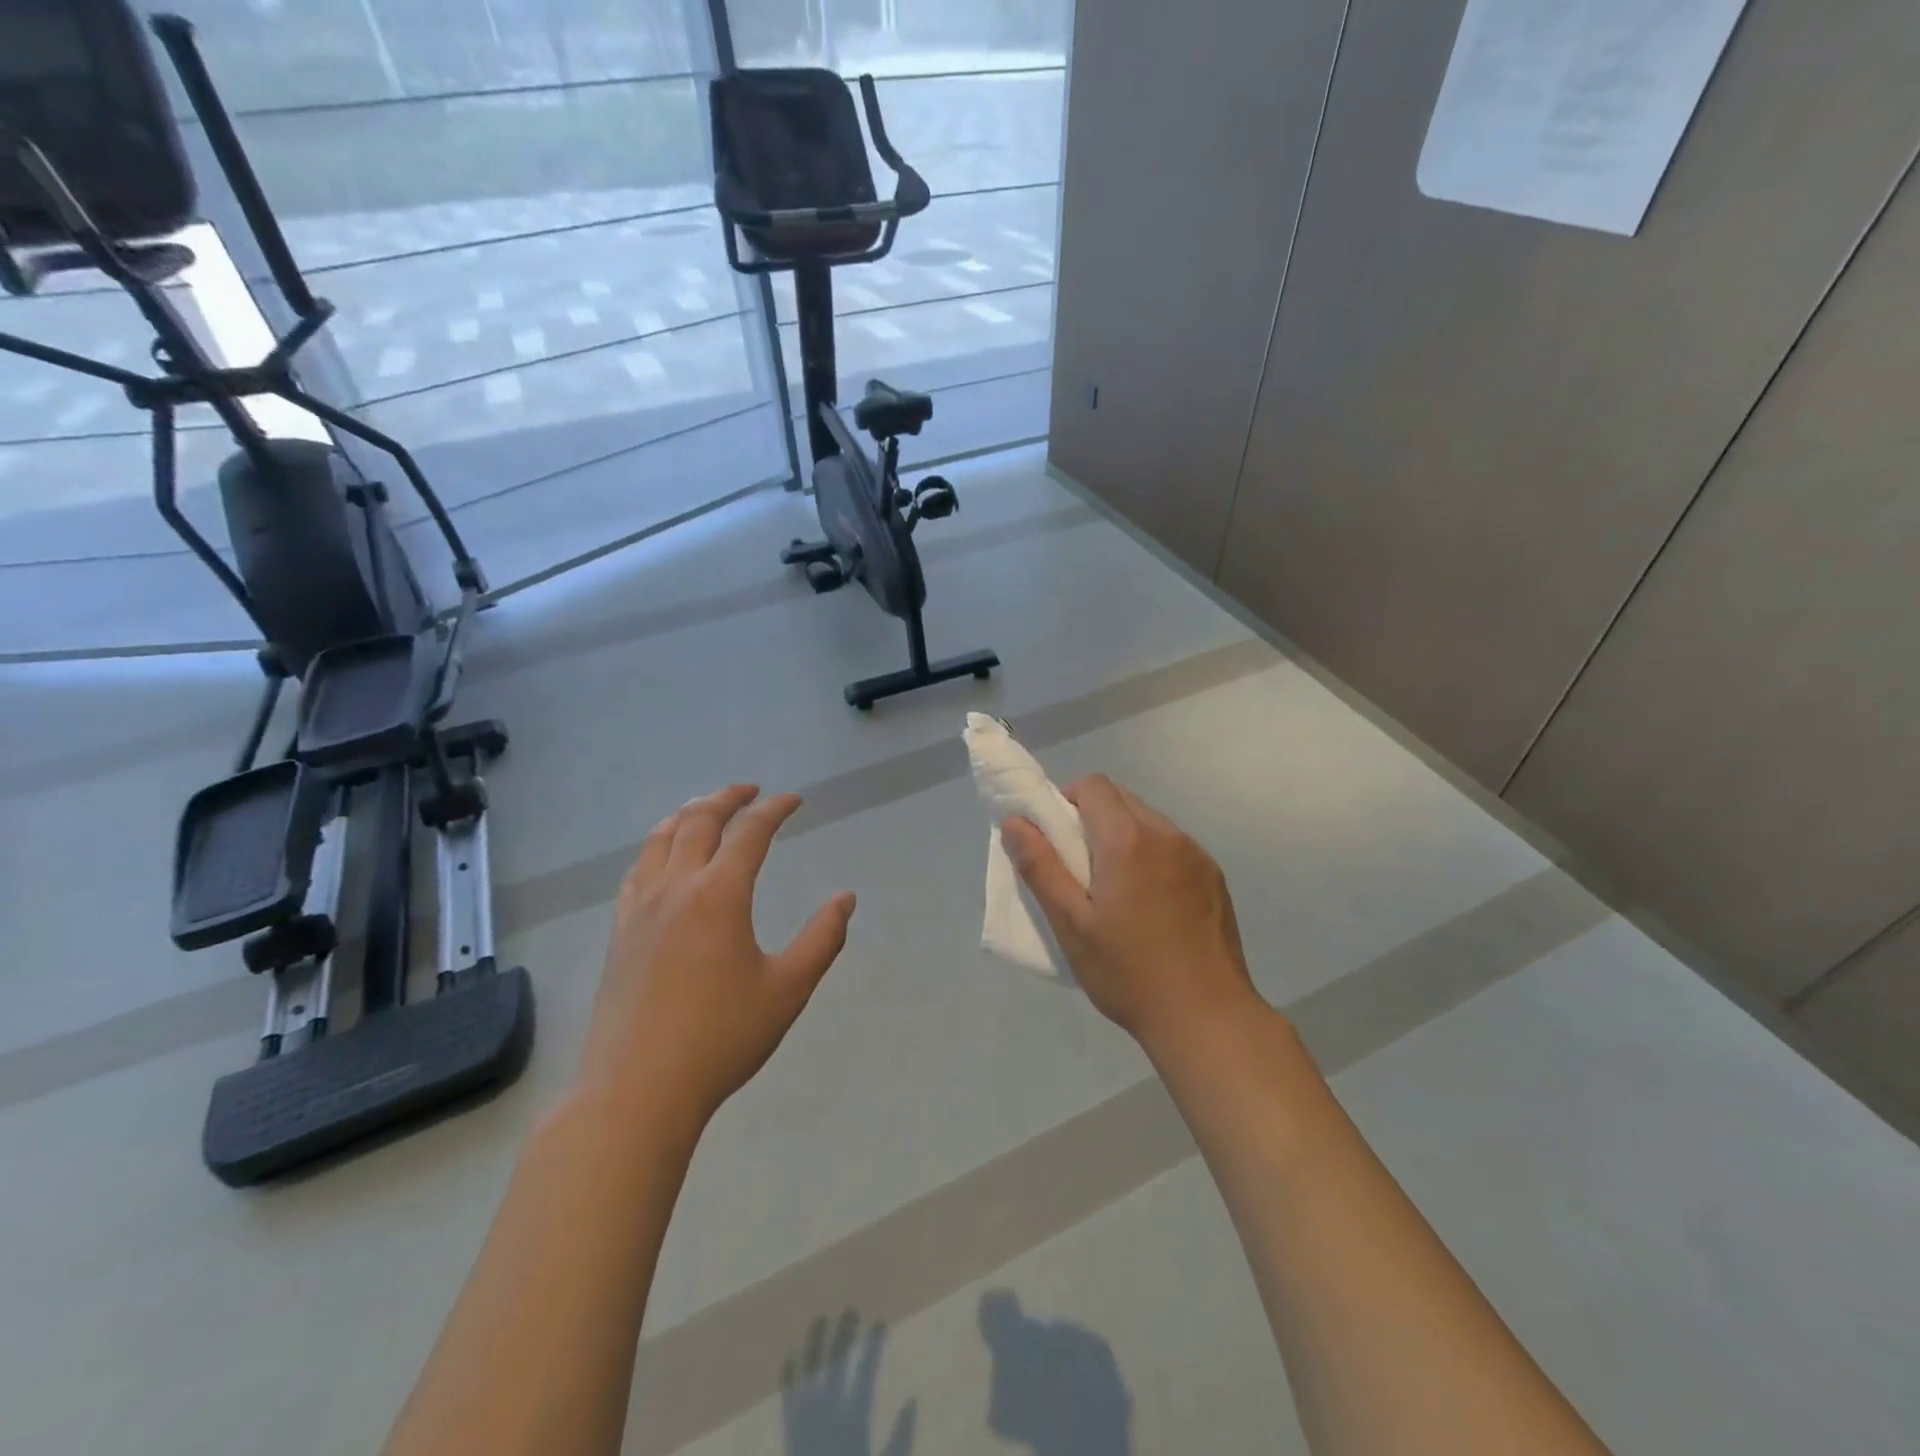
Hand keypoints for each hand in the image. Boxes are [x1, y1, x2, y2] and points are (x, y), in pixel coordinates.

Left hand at [579, 784, 856, 1129]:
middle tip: (752, 791)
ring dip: (688, 813)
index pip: (750, 832)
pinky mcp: (619, 932)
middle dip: (728, 797)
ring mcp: (640, 908)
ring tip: (707, 807)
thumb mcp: (788, 989)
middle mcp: (676, 888)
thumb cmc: (721, 1038)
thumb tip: (845, 898)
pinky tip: (664, 858)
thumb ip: (822, 939)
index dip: (775, 809)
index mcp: (719, 895)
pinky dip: (657, 846)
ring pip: (660, 838)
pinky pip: (637, 870)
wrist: (637, 1090)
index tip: (794, 800)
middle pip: (699, 820)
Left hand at [780, 1310, 915, 1455]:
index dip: (873, 1347)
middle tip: (850, 1309)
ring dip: (815, 1345)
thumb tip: (912, 1400)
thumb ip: (900, 1437)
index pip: (866, 1373)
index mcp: (853, 1421)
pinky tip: (789, 1358)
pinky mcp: (790, 1434)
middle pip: (837, 1365)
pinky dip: (789, 1379)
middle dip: (844, 1335)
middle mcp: (828, 1414)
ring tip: (819, 1319)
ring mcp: (806, 1422)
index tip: (879, 1322)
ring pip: (810, 1373)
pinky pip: (787, 1401)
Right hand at [1001, 774, 1262, 1057]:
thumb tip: (1014, 822)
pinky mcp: (1214, 876)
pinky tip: (1150, 905)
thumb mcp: (1071, 924)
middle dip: (1093, 817)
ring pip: (1148, 821)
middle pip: (1121, 798)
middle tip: (1079, 867)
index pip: (1093, 786)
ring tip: (1116, 890)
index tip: (1056, 838)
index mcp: (1128, 840)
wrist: (1207, 1017)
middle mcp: (1166, 834)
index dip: (1067, 800)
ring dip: (1124, 836)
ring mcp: (1196, 854)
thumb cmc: (1128, 972)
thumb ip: (1040, 867)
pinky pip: (1173, 846)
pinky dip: (1152, 856)